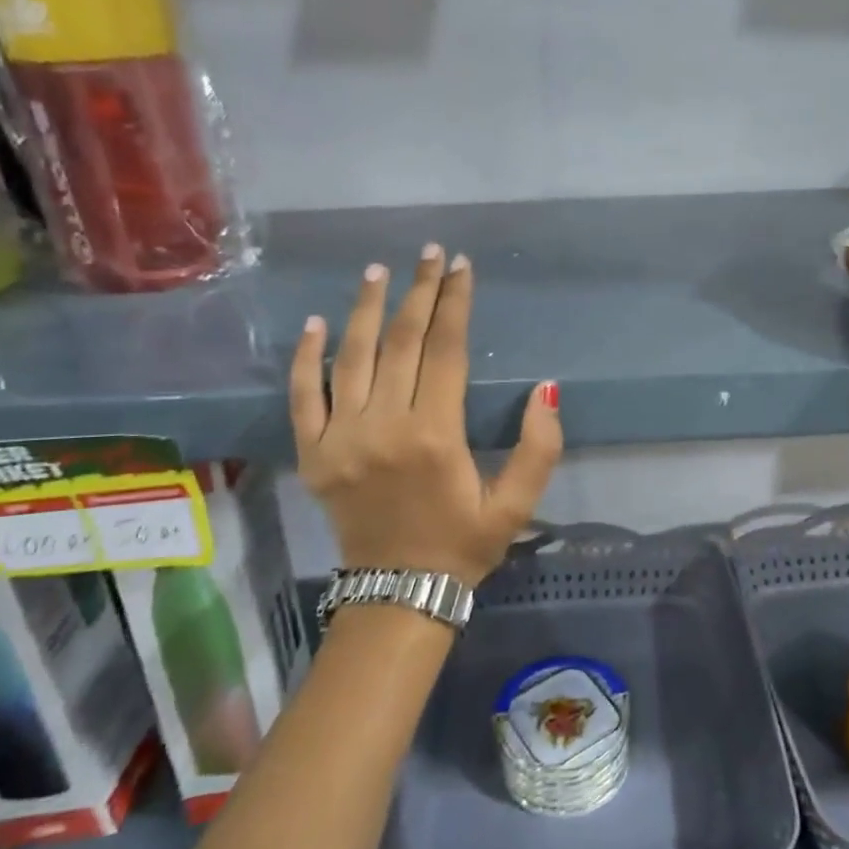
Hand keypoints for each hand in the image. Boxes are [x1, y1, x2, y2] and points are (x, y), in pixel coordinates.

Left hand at [289, 246, 562, 587]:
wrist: (398, 594)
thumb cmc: (463, 545)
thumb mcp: (515, 505)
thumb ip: (538, 448)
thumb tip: (545, 389)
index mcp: (434, 435)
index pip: (445, 350)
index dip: (454, 303)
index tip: (461, 267)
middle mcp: (383, 426)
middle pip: (401, 342)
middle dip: (419, 292)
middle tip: (430, 254)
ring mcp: (340, 438)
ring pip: (351, 357)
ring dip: (367, 310)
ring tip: (379, 272)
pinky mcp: (312, 454)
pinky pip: (303, 396)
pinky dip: (305, 357)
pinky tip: (315, 323)